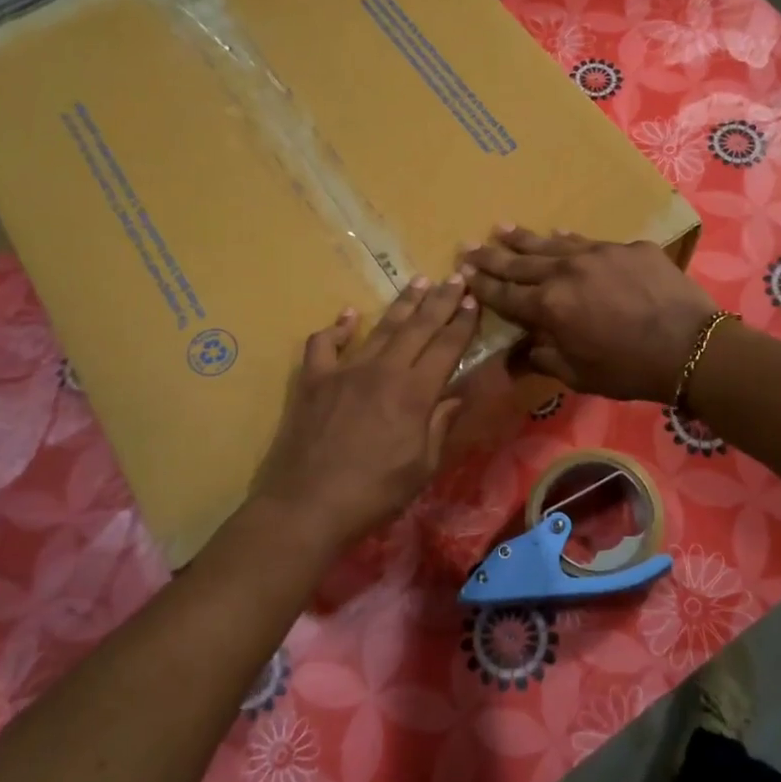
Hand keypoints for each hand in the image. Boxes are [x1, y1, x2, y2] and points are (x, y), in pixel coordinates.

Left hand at [250, 276, 478, 550]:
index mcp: (414, 393)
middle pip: (417, 328)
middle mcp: (383, 371)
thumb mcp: (422, 467)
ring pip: (379, 328)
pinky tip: (348, 316)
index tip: (473, 300)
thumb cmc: (374, 494)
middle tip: (455, 276)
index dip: (462, 323)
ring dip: (402, 304)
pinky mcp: (314, 380)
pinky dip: (337, 328)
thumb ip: (440, 425)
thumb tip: (457, 395)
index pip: (446, 347)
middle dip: (440, 300)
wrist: (307, 505)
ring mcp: (345, 371)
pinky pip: (324, 344)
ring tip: (419, 281)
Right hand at [462, 226, 717, 401]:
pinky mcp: (628, 247)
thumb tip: (518, 352)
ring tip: (502, 228)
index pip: (505, 295)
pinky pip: (590, 242)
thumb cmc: (629, 370)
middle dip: (491, 256)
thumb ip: (543, 358)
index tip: (461, 274)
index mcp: (549, 307)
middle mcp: (566, 272)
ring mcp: (598, 254)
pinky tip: (560, 233)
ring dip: (524, 239)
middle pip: (520, 262)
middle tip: (468, 246)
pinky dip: (570, 240)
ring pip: (552, 244)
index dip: (481, 285)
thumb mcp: (578, 375)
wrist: (690, 347)